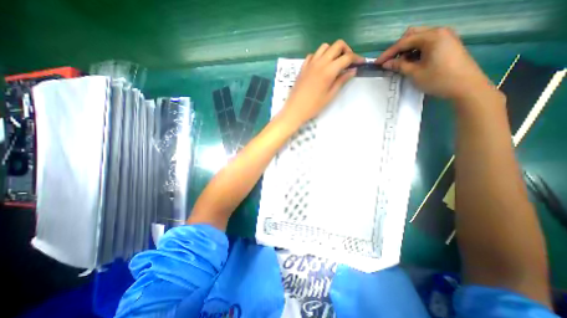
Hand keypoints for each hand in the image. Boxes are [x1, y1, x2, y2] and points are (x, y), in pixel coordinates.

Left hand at [278, 40, 362, 125]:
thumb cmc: (313, 106)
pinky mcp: (303, 67)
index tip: (361, 63)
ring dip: (332, 51)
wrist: (295, 109)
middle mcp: (320, 62)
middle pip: (337, 45)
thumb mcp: (330, 95)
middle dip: (346, 50)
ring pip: (324, 47)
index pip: (347, 57)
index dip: (356, 58)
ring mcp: (310, 63)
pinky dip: (320, 56)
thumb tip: (352, 70)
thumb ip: (341, 81)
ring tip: (334, 63)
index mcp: (329, 70)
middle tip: (348, 62)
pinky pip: (313, 55)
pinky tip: (321, 65)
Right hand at [375, 27, 499, 102]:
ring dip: (406, 50)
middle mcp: (439, 32)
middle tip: (389, 62)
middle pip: (412, 35)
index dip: (388, 53)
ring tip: (399, 63)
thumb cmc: (438, 79)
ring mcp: (444, 37)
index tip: (377, 63)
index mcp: (432, 37)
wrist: (466, 86)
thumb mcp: (415, 73)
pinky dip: (415, 51)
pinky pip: (426, 43)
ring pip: (419, 38)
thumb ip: (399, 66)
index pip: (404, 42)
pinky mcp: (446, 44)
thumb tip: (386, 64)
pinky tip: (411, 61)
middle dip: (398, 48)